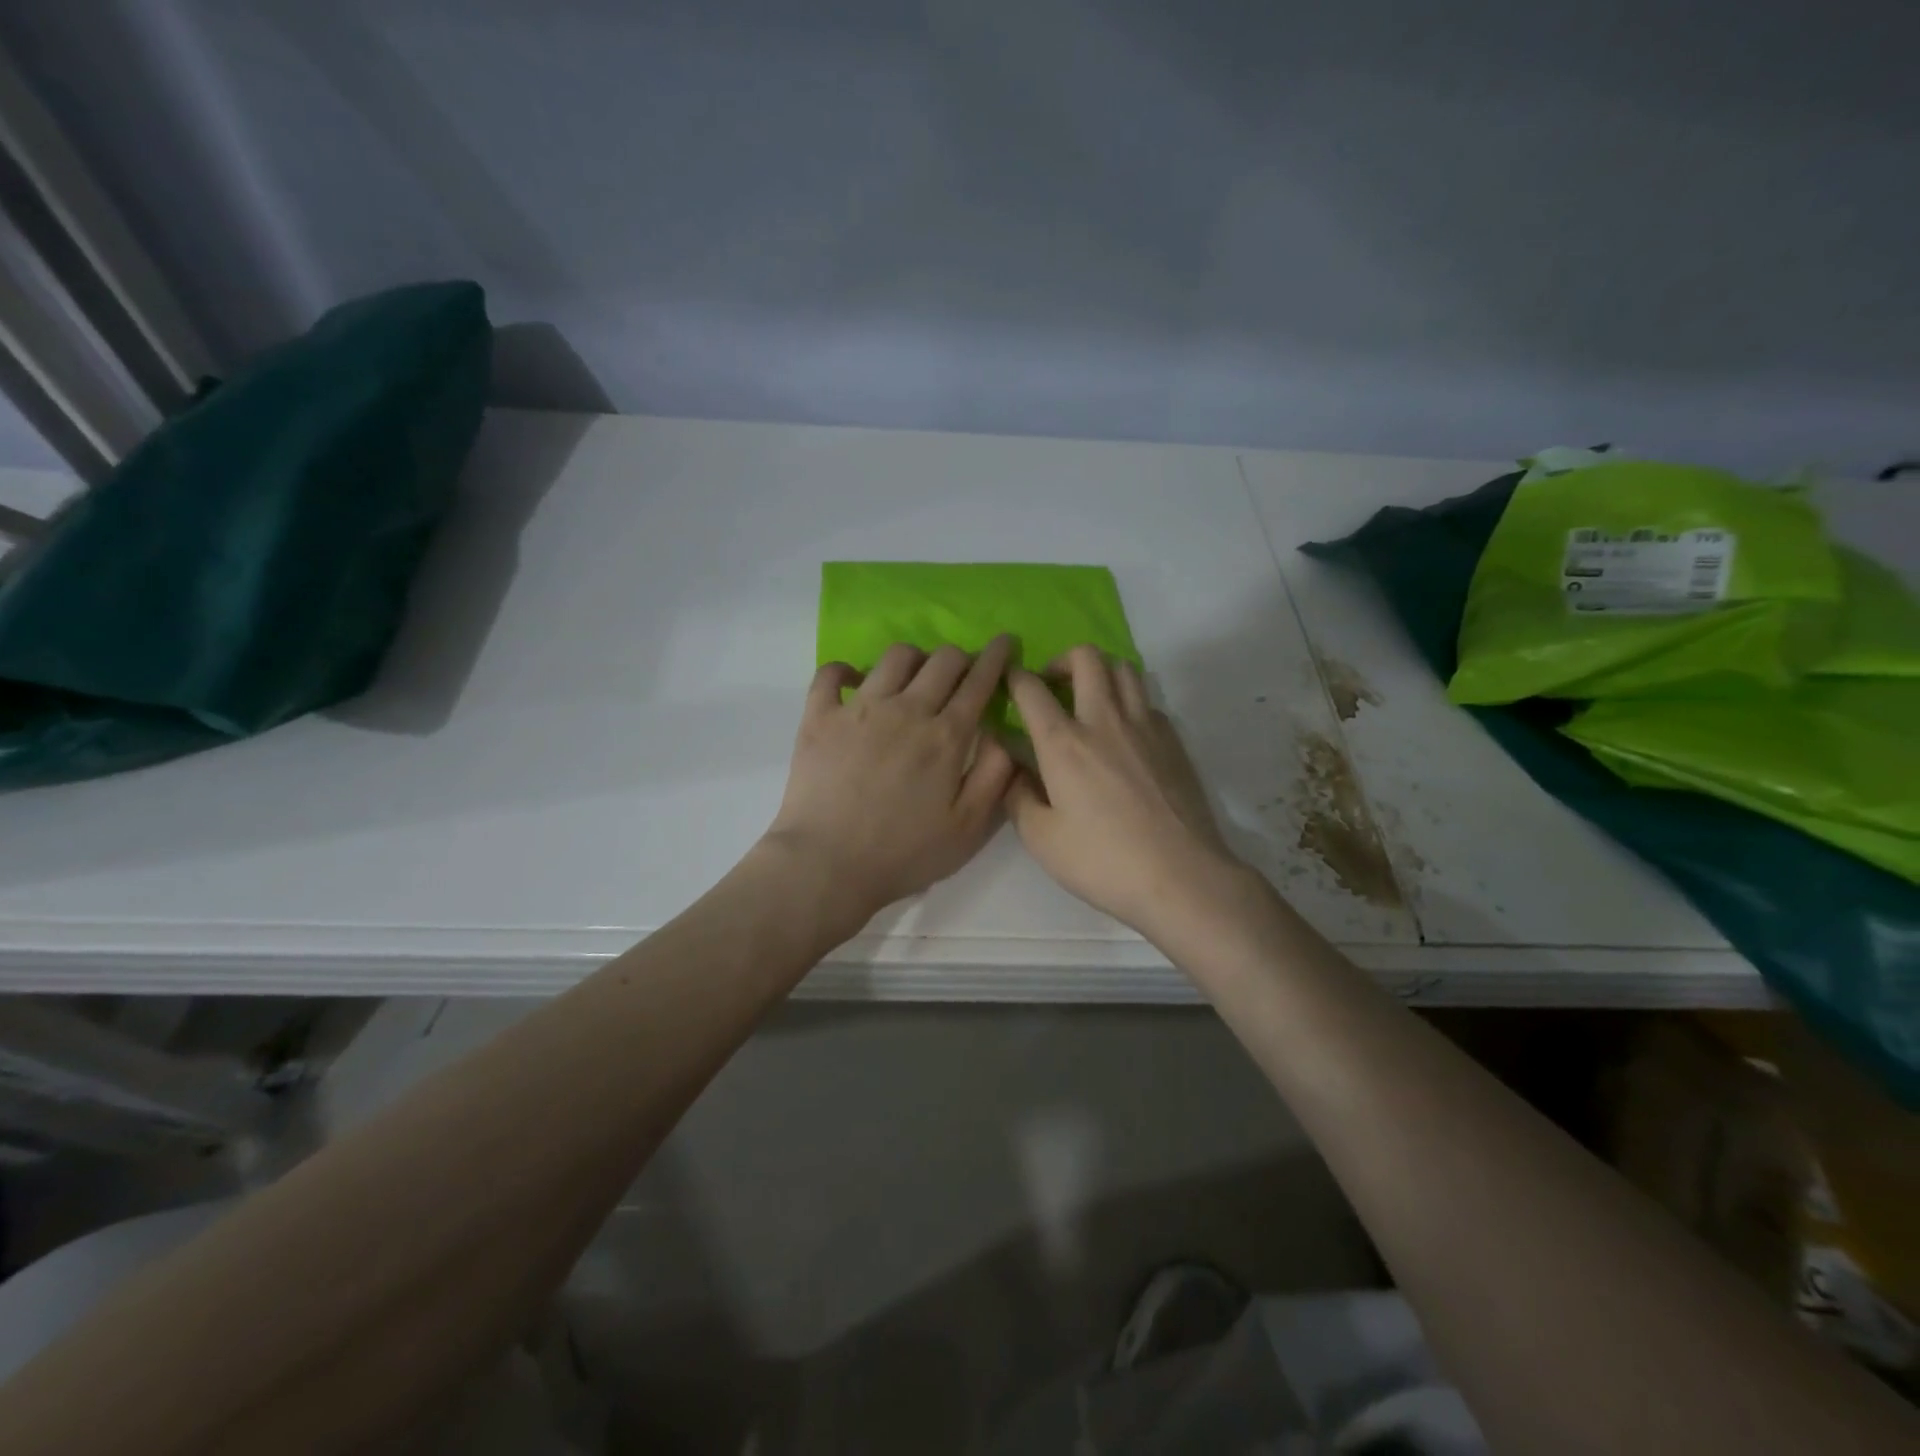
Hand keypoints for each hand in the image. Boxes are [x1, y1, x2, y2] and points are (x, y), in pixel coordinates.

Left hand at [763, 636, 1016, 933]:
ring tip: (913, 679)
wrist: (827, 864)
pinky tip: (855, 682)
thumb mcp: (969, 828)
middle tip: (961, 674)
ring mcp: (859, 708)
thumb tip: (1002, 733)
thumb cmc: (904, 853)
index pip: (979, 681)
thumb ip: (994, 775)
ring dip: (914, 659)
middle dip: (960, 657)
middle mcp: (906, 709)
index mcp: (946, 736)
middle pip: (942, 659)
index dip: (996, 657)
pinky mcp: (819, 716)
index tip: (1004, 642)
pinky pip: (832, 673)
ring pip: (895, 656)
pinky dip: (847, 670)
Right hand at [1007, 647, 1243, 942]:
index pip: (1031, 689)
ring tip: (1088, 700)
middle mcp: (1104, 720)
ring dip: (1099, 672)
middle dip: (1060, 661)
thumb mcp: (1041, 840)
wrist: (1181, 876)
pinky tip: (1122, 734)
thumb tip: (1013, 771)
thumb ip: (1018, 797)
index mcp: (1063, 743)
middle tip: (1052, 688)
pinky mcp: (1173, 740)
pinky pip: (1147, 700)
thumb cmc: (1103, 861)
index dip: (1013, 677)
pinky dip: (1128, 702)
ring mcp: (1145, 726)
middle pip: (1086, 657)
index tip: (1007, 683)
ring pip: (1123, 668)